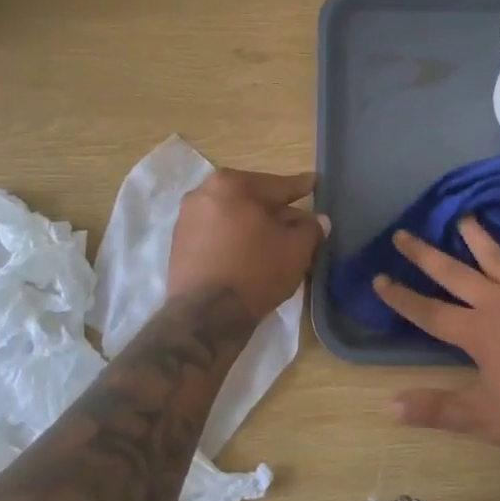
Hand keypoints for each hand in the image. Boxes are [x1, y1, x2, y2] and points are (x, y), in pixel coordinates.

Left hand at [168, 169, 327, 324]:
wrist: (204, 317)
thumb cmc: (255, 272)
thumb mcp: (296, 249)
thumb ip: (311, 228)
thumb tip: (319, 221)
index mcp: (232, 184)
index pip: (277, 185)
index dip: (301, 188)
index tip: (314, 183)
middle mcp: (204, 192)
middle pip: (253, 199)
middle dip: (277, 211)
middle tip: (301, 221)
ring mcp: (188, 218)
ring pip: (234, 216)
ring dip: (256, 226)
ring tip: (278, 242)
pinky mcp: (179, 244)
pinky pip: (217, 233)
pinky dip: (236, 239)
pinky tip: (251, 254)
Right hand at [376, 219, 499, 461]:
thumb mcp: (484, 419)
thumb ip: (436, 408)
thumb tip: (388, 405)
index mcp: (478, 333)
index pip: (429, 312)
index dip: (401, 297)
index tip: (378, 278)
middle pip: (455, 274)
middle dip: (425, 255)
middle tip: (403, 233)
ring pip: (498, 259)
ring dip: (477, 237)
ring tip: (462, 215)